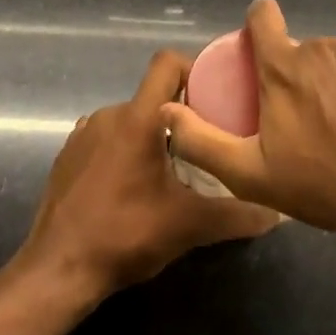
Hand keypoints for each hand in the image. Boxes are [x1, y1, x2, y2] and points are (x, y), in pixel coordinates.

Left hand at [18, 49, 281, 299]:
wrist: (57, 271)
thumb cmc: (125, 234)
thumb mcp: (188, 226)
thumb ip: (236, 214)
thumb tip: (278, 213)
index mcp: (138, 119)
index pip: (167, 63)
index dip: (194, 69)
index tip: (214, 97)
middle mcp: (108, 115)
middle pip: (153, 97)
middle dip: (180, 116)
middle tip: (204, 146)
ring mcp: (83, 134)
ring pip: (129, 119)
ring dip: (151, 136)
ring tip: (171, 171)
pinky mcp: (67, 155)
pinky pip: (105, 138)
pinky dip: (123, 151)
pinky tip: (132, 186)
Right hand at [161, 0, 335, 254]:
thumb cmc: (324, 187)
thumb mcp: (252, 175)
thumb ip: (202, 140)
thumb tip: (165, 109)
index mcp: (284, 67)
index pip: (263, 16)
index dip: (258, 26)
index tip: (261, 48)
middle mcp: (322, 46)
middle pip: (303, 48)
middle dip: (302, 73)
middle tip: (312, 117)